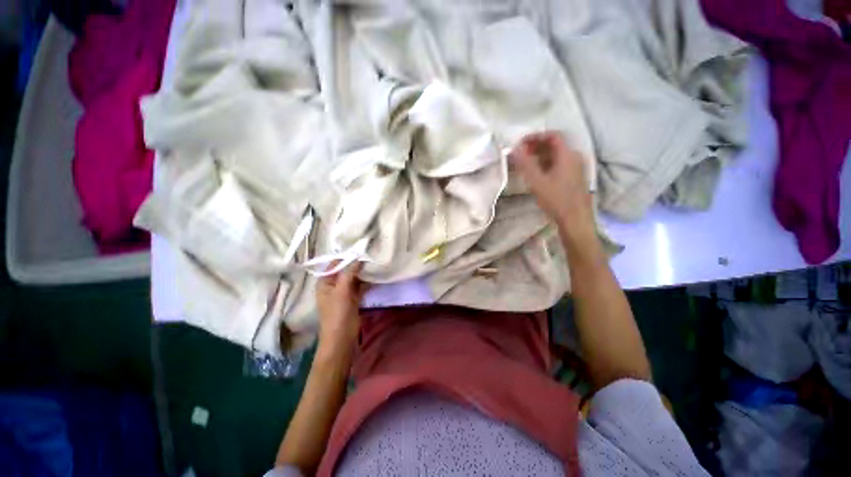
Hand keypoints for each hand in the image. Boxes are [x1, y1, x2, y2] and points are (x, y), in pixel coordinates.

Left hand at [315, 262, 368, 353]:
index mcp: (325, 282)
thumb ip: (349, 273)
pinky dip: (366, 281)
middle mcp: (333, 285)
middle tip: (370, 254)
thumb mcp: (342, 291)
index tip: (360, 248)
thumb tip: (358, 257)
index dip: (346, 256)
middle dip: (356, 263)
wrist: (342, 337)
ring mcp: (344, 292)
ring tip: (374, 262)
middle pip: (345, 270)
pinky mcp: (353, 298)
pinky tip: (375, 276)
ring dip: (362, 272)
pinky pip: (360, 286)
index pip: (335, 264)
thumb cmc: (337, 313)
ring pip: (354, 278)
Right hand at [510, 132, 594, 233]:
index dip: (535, 137)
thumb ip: (525, 164)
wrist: (575, 219)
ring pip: (557, 155)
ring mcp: (577, 167)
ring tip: (525, 164)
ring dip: (540, 156)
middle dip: (536, 147)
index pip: (552, 136)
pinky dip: (547, 164)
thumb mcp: (537, 181)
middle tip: (520, 154)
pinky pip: (560, 163)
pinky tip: (537, 174)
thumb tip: (514, 149)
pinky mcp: (575, 177)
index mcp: (568, 154)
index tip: (520, 143)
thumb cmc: (556, 199)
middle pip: (555, 145)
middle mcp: (575, 157)